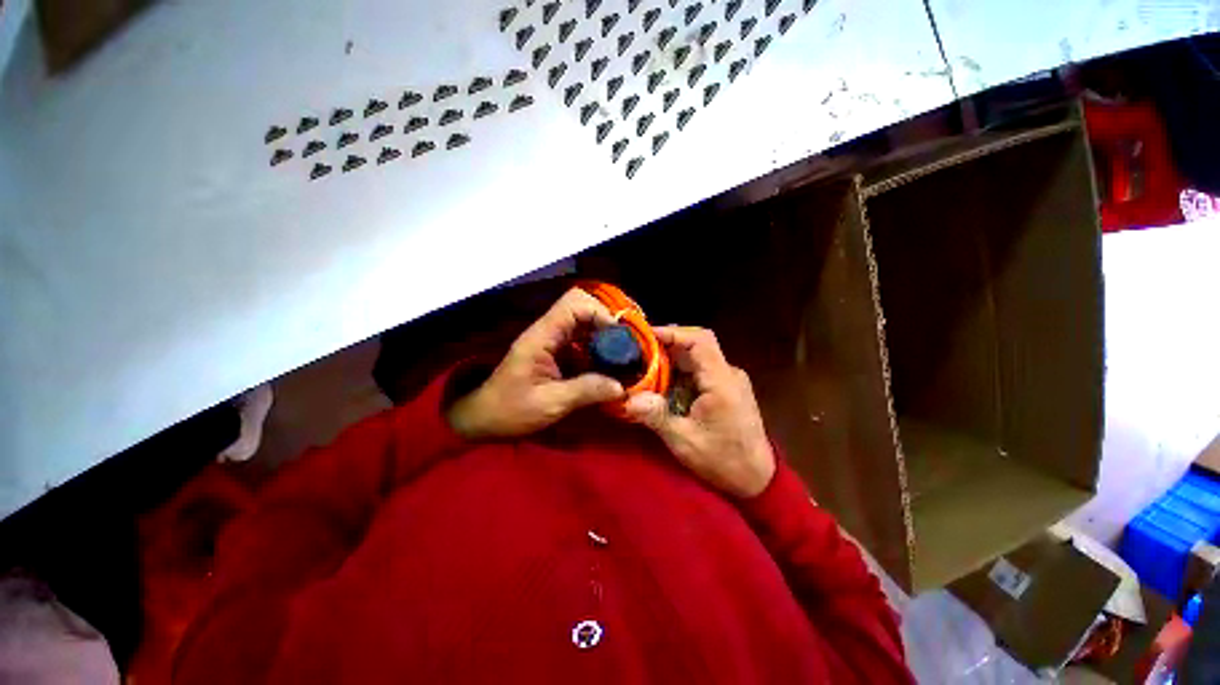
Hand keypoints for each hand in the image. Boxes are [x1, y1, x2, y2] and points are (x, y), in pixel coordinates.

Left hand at [447, 289, 625, 439]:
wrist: (484, 419)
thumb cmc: (510, 410)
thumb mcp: (550, 403)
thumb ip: (586, 391)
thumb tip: (621, 387)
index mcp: (542, 337)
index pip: (574, 305)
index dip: (600, 314)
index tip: (619, 338)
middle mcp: (547, 332)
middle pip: (580, 308)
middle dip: (605, 323)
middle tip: (622, 347)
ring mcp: (550, 341)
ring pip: (582, 323)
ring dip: (602, 336)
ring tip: (619, 357)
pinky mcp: (553, 353)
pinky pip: (579, 341)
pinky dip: (595, 349)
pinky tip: (605, 366)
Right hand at [625, 327, 775, 498]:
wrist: (758, 480)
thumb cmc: (723, 461)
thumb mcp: (684, 441)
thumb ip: (657, 416)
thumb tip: (628, 399)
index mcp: (721, 382)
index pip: (700, 340)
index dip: (672, 332)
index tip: (646, 336)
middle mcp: (729, 373)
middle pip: (697, 344)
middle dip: (667, 345)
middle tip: (639, 351)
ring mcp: (730, 380)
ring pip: (698, 356)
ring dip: (673, 358)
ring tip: (646, 365)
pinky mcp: (728, 388)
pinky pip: (701, 369)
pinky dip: (681, 370)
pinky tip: (664, 381)